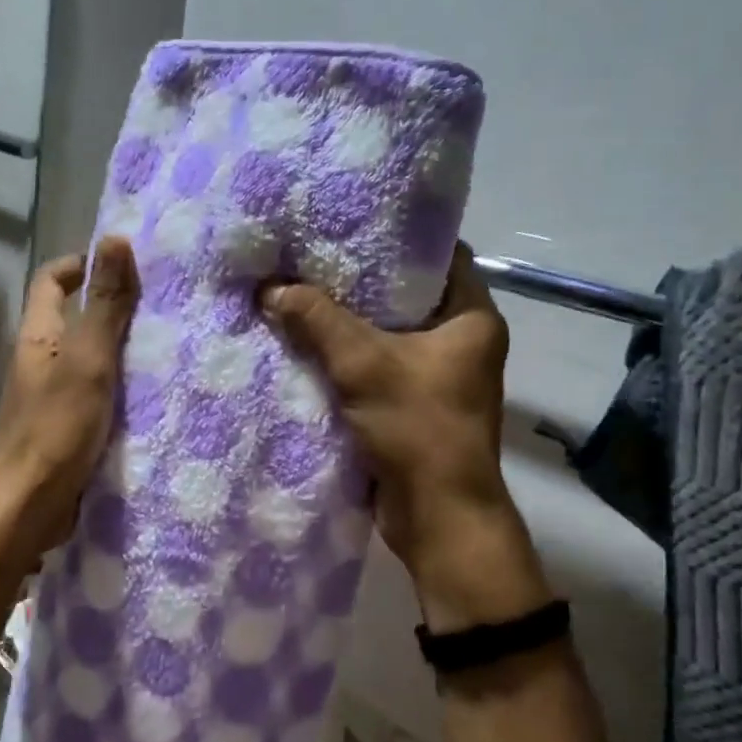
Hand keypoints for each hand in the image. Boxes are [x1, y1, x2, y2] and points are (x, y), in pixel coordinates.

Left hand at [0, 237, 139, 565]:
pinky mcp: (64, 427)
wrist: (27, 506)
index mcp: (37, 336)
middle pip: (72, 316)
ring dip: (118, 347)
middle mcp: (39, 360)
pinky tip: (151, 392)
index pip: (52, 280)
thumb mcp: (88, 359)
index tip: (124, 264)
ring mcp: (49, 396)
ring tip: (165, 344)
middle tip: (159, 304)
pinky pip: (94, 391)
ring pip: (86, 356)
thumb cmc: (56, 426)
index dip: (82, 264)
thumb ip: (105, 304)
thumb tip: (113, 239)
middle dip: (111, 304)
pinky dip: (118, 384)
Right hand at [262, 244, 543, 621]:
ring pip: (388, 332)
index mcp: (473, 317)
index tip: (350, 224)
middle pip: (406, 294)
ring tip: (300, 290)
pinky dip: (347, 355)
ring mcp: (438, 374)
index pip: (440, 255)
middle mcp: (462, 341)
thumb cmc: (418, 428)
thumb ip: (316, 319)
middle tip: (312, 257)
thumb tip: (269, 288)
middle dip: (359, 281)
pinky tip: (306, 340)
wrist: (437, 517)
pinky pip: (378, 364)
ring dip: (348, 321)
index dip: (397, 238)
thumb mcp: (363, 363)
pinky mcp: (414, 403)